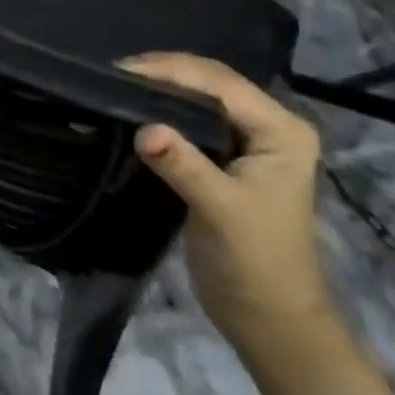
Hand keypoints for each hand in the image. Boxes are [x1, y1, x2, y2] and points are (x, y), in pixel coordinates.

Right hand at [124, 53, 332, 352]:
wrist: (271, 323)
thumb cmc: (257, 266)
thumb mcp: (221, 212)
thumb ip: (184, 165)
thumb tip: (143, 129)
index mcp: (281, 129)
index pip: (220, 83)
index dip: (170, 71)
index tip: (121, 70)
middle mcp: (269, 124)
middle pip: (210, 82)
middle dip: (163, 74)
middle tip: (112, 74)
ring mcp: (250, 140)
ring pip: (199, 97)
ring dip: (161, 89)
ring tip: (116, 85)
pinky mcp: (228, 156)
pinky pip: (192, 119)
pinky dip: (164, 110)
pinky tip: (135, 109)